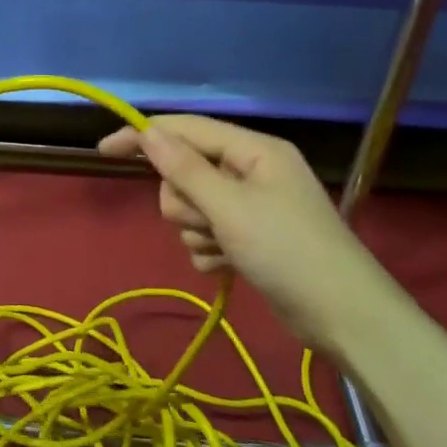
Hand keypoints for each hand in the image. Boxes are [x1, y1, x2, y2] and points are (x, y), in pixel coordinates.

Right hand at [99, 115, 403, 350]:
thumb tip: (148, 133)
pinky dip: (210, 251)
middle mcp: (251, 172)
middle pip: (185, 173)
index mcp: (253, 150)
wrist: (343, 317)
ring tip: (225, 250)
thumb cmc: (288, 252)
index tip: (103, 151)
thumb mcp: (230, 207)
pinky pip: (206, 235)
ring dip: (198, 232)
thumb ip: (185, 169)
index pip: (186, 130)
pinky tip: (230, 267)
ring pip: (192, 208)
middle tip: (208, 223)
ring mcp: (251, 207)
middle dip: (185, 202)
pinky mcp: (250, 239)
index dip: (143, 136)